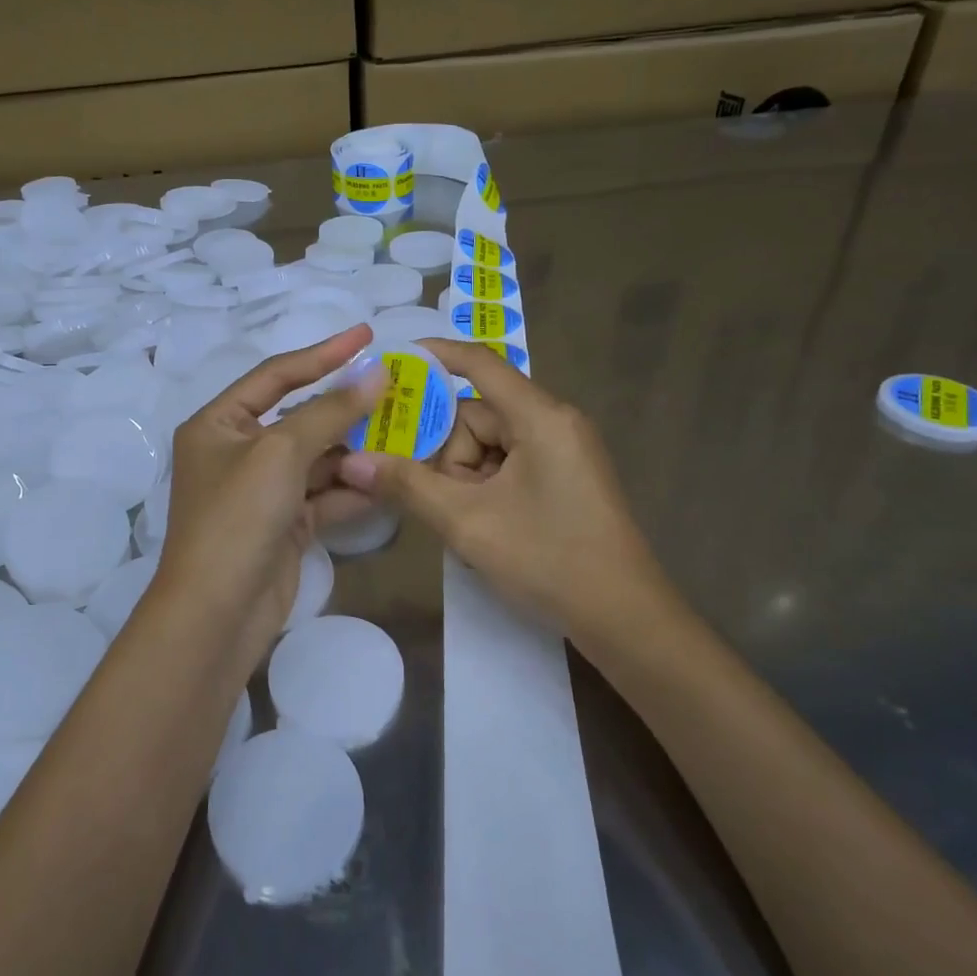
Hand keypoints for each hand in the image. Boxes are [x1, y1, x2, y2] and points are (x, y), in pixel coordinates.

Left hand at [153, 324, 383, 663]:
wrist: (217, 613)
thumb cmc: (237, 517)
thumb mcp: (281, 452)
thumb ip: (330, 411)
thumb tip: (375, 372)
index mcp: (219, 423)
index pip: (276, 375)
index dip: (323, 353)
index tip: (367, 335)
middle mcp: (237, 452)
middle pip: (301, 418)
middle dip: (347, 408)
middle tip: (397, 390)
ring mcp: (261, 491)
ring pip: (317, 459)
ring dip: (356, 451)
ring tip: (406, 433)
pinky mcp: (283, 525)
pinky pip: (324, 496)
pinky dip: (352, 490)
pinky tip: (389, 480)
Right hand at [338, 338, 671, 639]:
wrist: (625, 619)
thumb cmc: (549, 560)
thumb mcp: (467, 522)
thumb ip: (407, 486)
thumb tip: (352, 462)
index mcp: (539, 417)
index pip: (480, 364)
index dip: (434, 356)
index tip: (391, 361)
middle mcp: (553, 422)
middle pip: (477, 416)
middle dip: (448, 454)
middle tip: (434, 498)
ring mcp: (561, 450)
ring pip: (489, 445)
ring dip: (465, 478)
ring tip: (465, 523)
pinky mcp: (563, 476)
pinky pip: (508, 463)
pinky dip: (485, 487)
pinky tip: (483, 524)